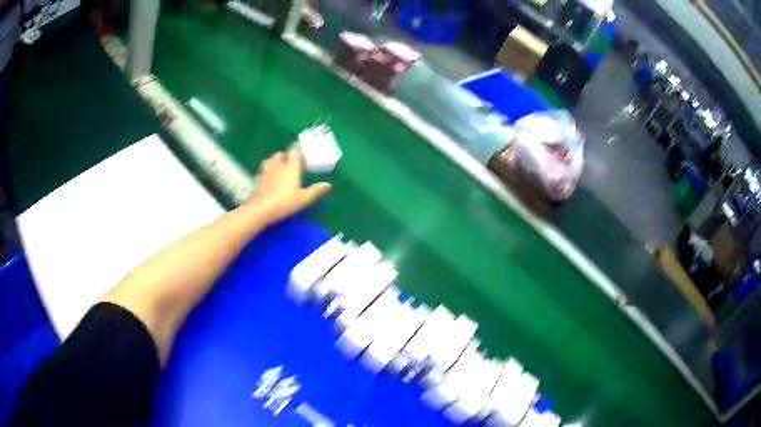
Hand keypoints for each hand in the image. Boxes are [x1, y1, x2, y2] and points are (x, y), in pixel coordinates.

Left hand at [248, 147, 331, 224]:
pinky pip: (263, 170)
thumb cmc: (285, 202)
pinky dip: (267, 171)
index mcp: (291, 167)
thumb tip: (328, 185)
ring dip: (275, 161)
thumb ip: (315, 190)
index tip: (301, 151)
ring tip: (279, 168)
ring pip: (270, 160)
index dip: (297, 149)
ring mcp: (266, 171)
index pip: (294, 151)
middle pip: (280, 154)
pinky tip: (269, 178)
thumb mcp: (304, 199)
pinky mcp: (258, 179)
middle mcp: (278, 165)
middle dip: (285, 155)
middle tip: (291, 162)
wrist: (261, 209)